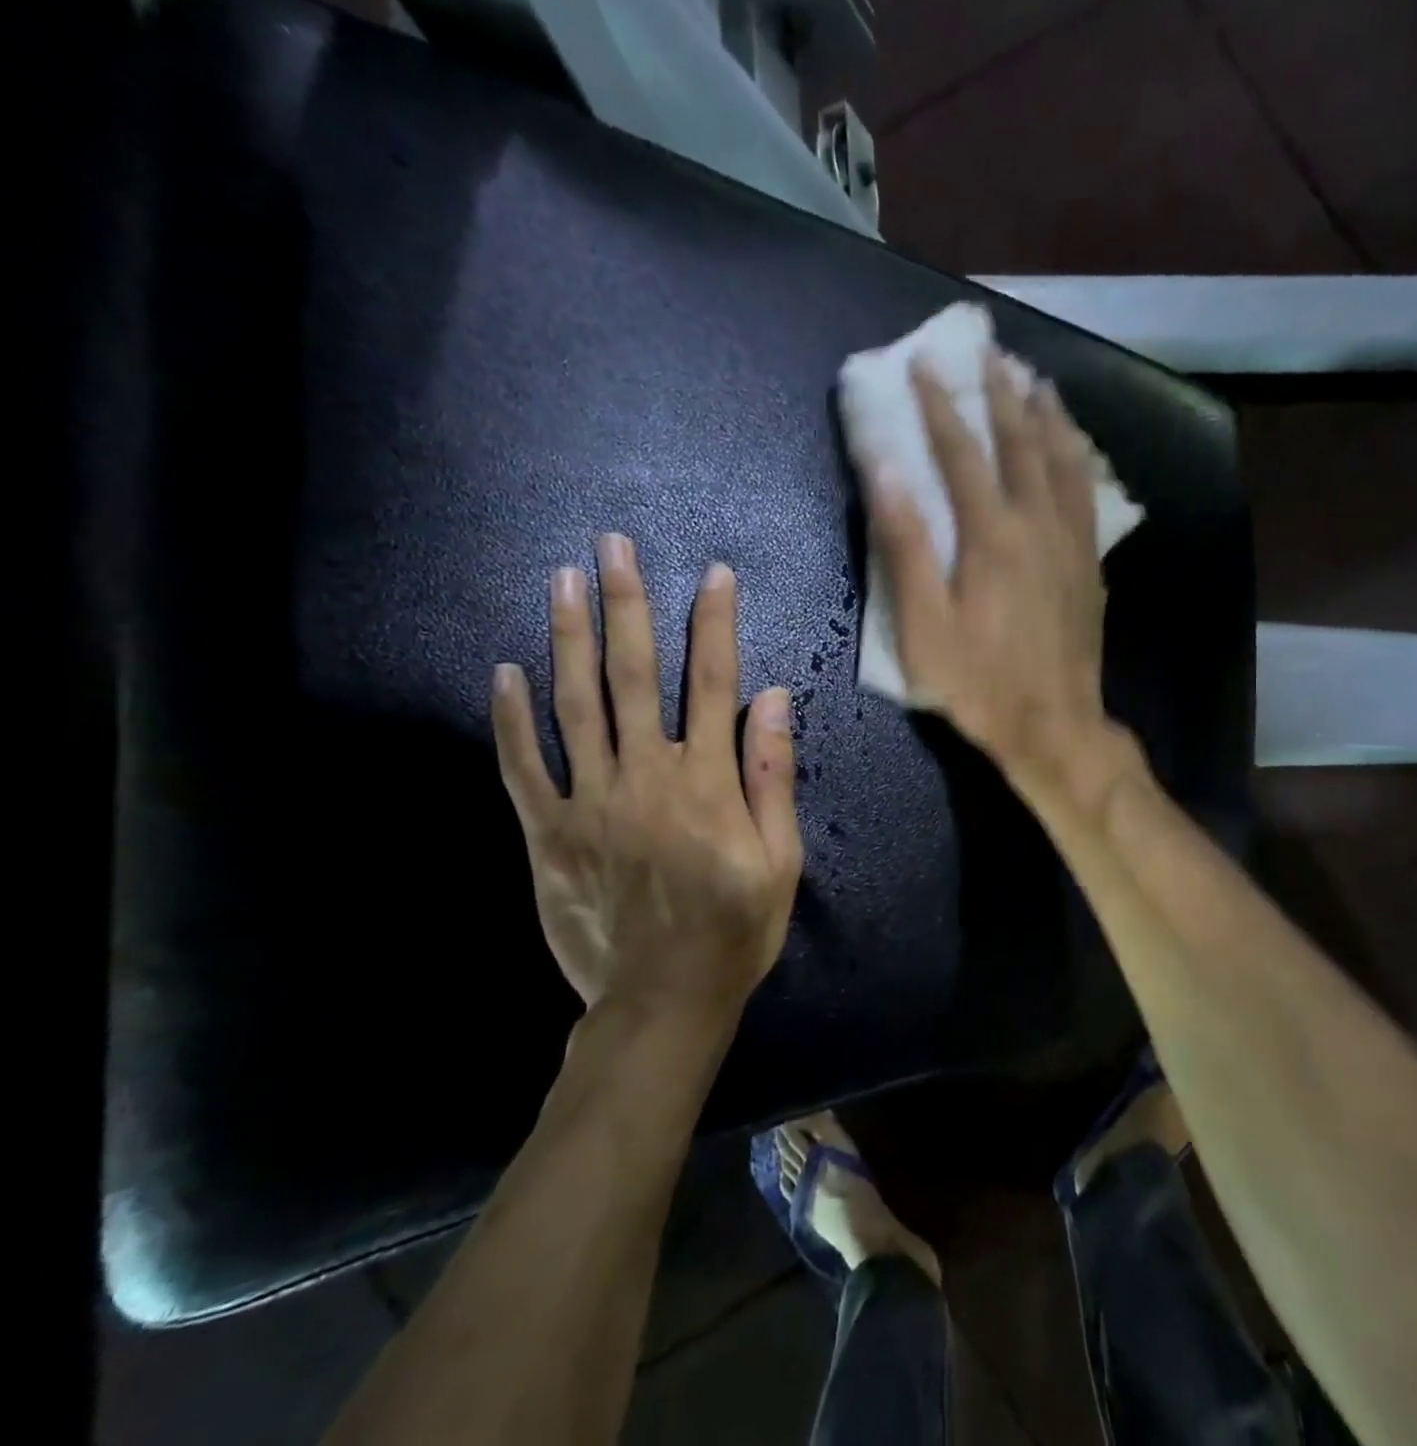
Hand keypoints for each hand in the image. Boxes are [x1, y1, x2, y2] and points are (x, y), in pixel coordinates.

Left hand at [490, 535, 802, 1044]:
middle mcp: (646, 777)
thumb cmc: (735, 929)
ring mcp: (590, 803)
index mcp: (706, 783)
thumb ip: (772, 776)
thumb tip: (773, 698)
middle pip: (634, 676)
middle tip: (613, 546)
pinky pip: (522, 768)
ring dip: (569, 638)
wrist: (663, 1000)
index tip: (712, 574)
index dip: (714, 624)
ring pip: (575, 706)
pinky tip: (504, 672)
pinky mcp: (549, 834)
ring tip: (562, 580)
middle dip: (627, 606)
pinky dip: (511, 719)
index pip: (714, 684)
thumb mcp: (781, 860)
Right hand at [866, 351, 1141, 809]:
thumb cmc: (979, 683)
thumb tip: (885, 470)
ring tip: (1036, 379)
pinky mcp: (1090, 563)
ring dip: (1048, 414)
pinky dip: (1079, 456)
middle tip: (988, 351)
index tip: (923, 363)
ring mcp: (1071, 542)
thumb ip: (905, 546)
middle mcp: (1038, 524)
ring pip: (1064, 459)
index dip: (939, 405)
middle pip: (1021, 442)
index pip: (961, 452)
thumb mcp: (924, 627)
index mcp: (991, 536)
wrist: (1054, 724)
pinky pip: (1089, 492)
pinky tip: (1077, 445)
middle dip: (1000, 392)